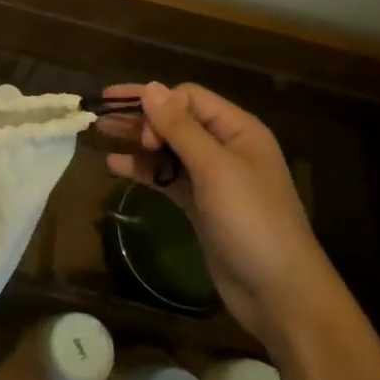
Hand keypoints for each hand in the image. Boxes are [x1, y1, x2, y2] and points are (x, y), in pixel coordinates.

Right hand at [104, 81, 335, 340]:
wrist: (279, 292)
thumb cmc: (251, 221)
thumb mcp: (215, 169)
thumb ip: (180, 127)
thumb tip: (151, 86)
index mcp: (238, 130)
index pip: (189, 98)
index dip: (161, 108)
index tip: (145, 137)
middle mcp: (225, 147)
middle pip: (176, 119)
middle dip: (140, 116)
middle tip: (101, 116)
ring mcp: (212, 177)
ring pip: (167, 147)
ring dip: (137, 140)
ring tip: (100, 132)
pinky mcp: (200, 204)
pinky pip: (166, 176)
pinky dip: (143, 169)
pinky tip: (115, 166)